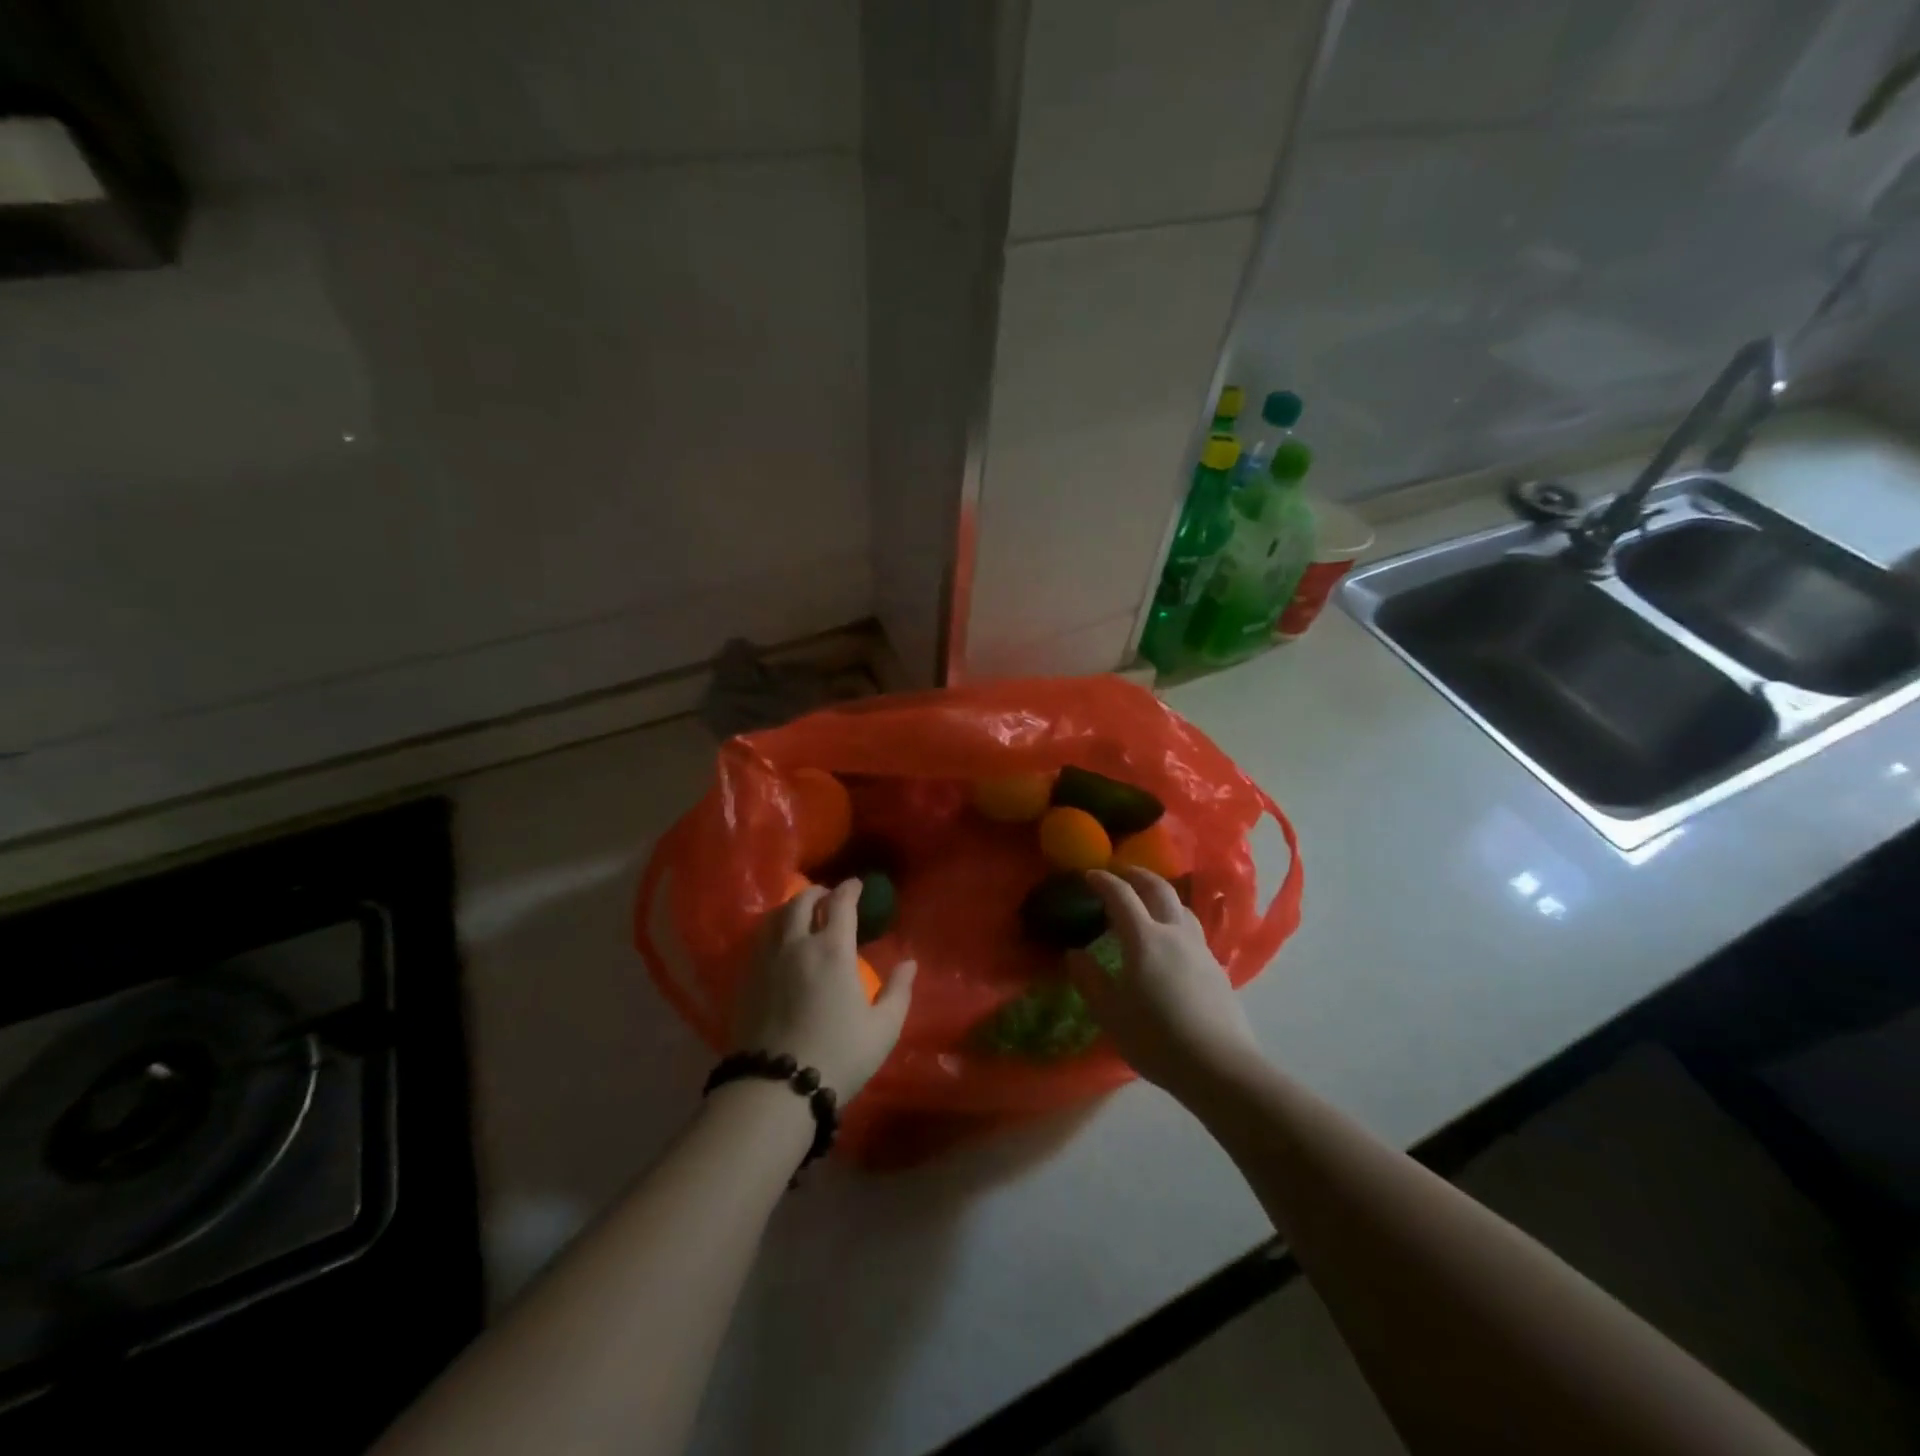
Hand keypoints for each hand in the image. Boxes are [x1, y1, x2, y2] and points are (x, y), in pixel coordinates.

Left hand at [731, 880, 916, 1101]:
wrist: (777, 1087)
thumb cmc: (839, 1055)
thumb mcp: (883, 1028)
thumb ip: (898, 991)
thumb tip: (909, 963)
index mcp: (833, 950)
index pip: (841, 904)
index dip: (850, 889)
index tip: (856, 885)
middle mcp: (796, 944)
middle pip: (801, 902)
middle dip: (817, 892)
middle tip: (827, 897)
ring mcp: (766, 960)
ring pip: (775, 917)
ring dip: (791, 908)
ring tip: (800, 914)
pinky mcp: (746, 979)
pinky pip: (758, 940)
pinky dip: (772, 930)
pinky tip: (777, 943)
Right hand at [1068, 867, 1260, 1095]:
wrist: (1219, 1066)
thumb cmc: (1156, 1038)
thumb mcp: (1110, 1012)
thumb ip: (1090, 979)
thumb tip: (1075, 954)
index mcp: (1144, 938)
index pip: (1121, 895)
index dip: (1104, 881)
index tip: (1089, 874)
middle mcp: (1174, 933)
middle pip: (1158, 889)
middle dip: (1137, 875)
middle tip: (1121, 873)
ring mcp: (1200, 949)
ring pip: (1182, 907)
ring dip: (1162, 895)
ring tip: (1149, 903)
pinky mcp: (1216, 968)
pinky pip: (1193, 931)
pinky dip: (1176, 921)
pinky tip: (1172, 942)